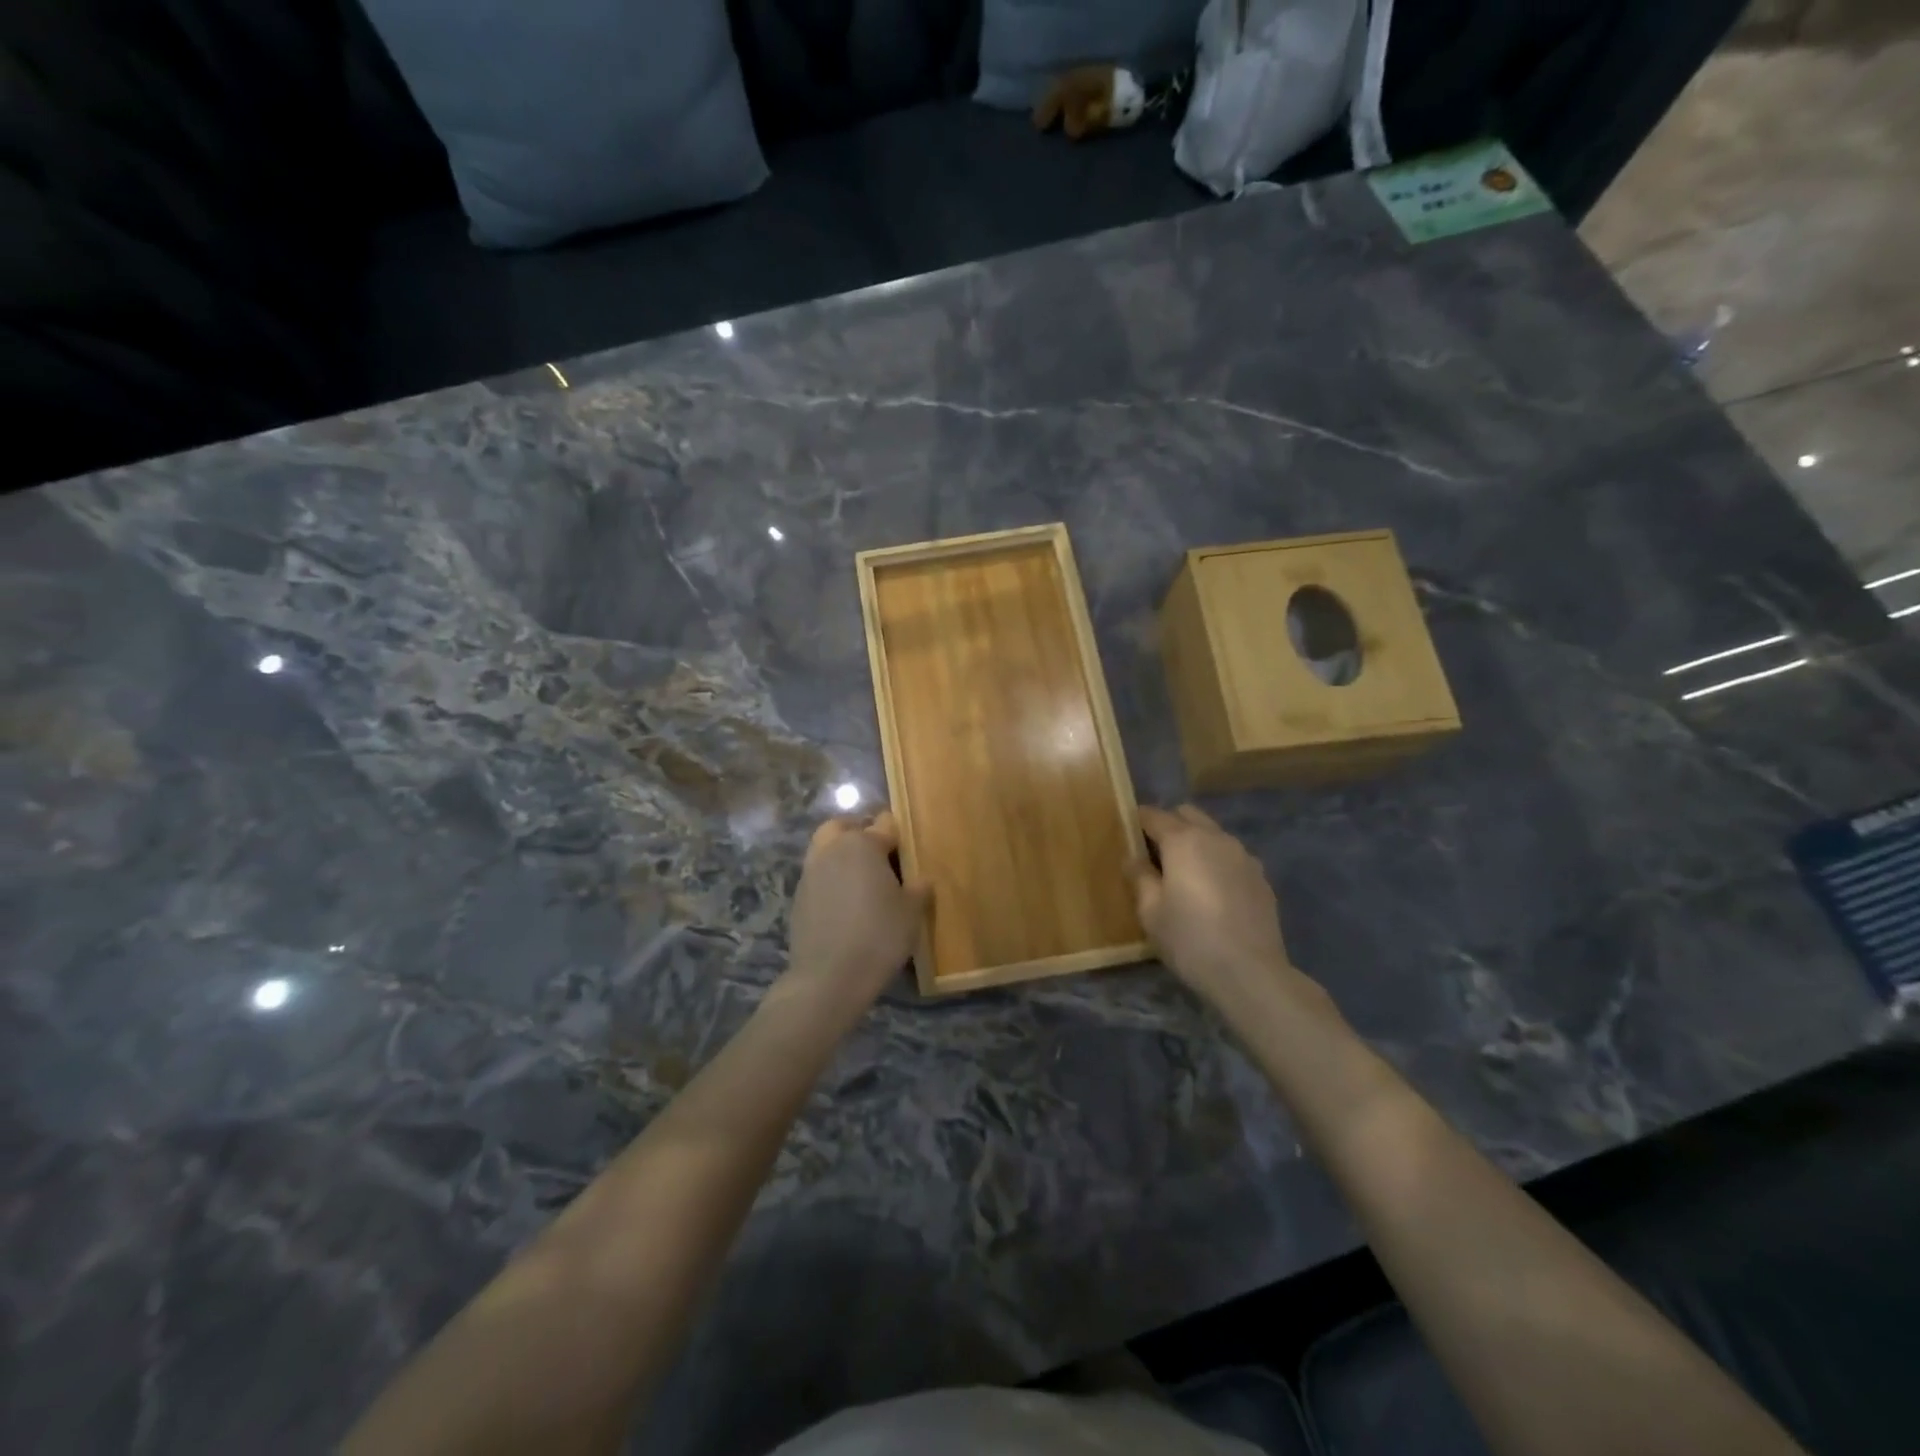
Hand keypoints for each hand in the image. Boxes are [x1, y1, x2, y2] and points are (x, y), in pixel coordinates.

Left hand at [779, 810, 930, 1023]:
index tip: (907, 847)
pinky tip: (844, 903)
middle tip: (878, 852)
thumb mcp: (911, 913)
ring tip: (860, 879)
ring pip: (825, 848)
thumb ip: (918, 889)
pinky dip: (829, 879)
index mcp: (863, 844)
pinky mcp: (798, 897)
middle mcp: (832, 850)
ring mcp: (810, 873)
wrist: (828, 977)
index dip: (898, 833)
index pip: (885, 824)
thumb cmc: (879, 936)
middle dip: (859, 831)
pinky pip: (817, 875)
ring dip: (840, 854)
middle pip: (843, 826)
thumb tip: (922, 879)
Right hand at [1130, 804, 1313, 1015]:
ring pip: (1213, 833)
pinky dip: (1218, 862)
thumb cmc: (1190, 939)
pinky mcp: (1261, 877)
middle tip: (1155, 854)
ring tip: (1185, 874)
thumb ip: (1139, 877)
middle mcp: (1215, 838)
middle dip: (1169, 824)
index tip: (1128, 834)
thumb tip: (1133, 858)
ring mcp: (1243, 856)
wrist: (1250, 973)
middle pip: (1187, 814)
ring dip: (1196, 842)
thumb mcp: (1151, 912)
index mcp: (1183, 841)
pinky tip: (1213, 892)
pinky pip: (1232, 856)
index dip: (1137, 821)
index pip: (1154, 815)